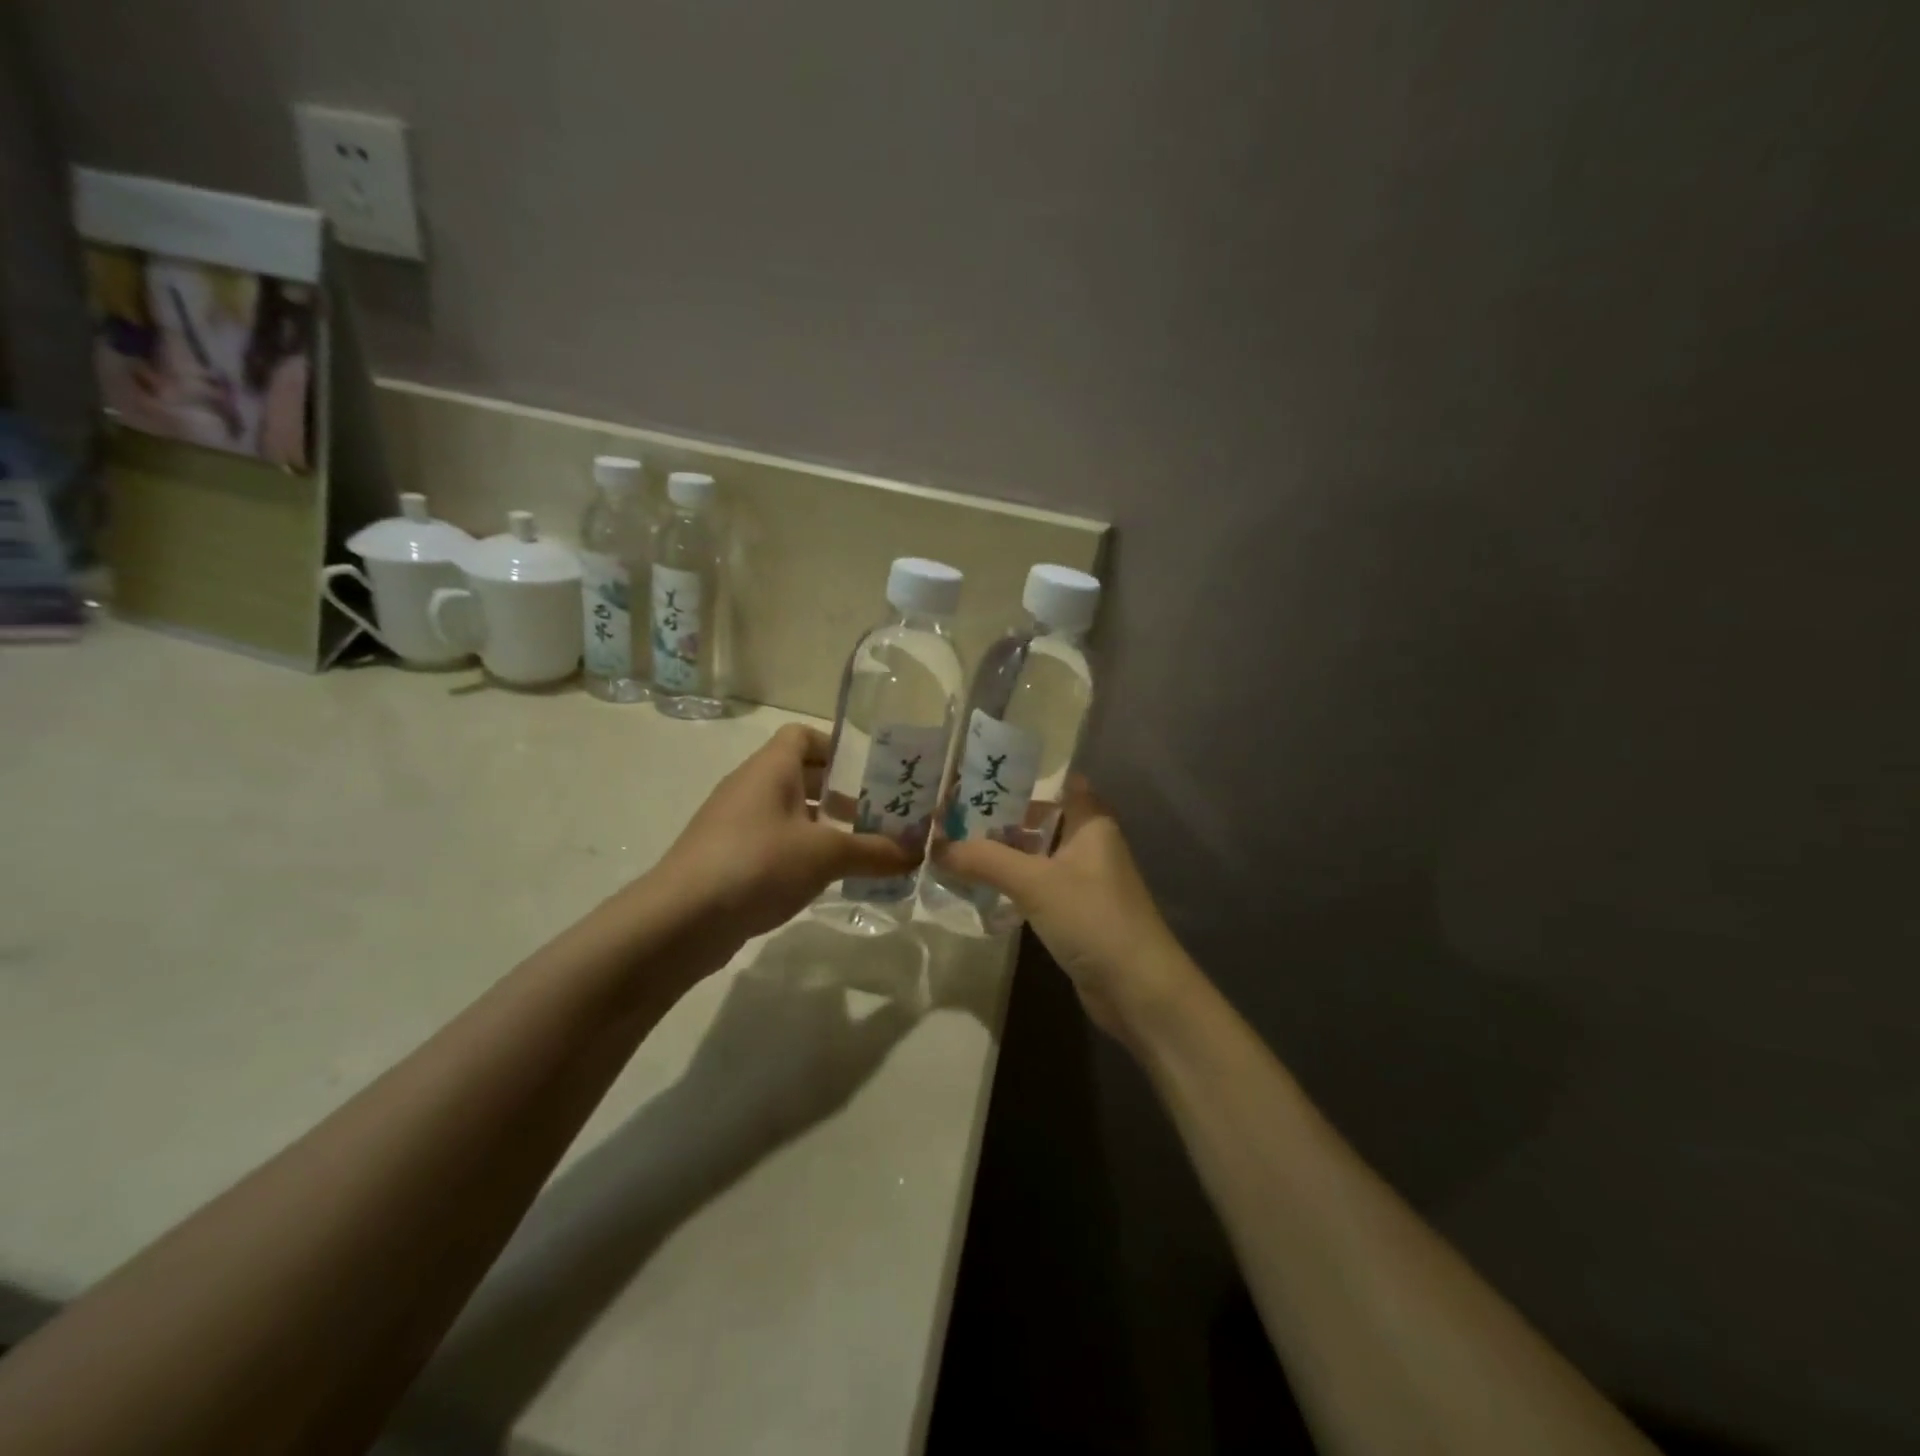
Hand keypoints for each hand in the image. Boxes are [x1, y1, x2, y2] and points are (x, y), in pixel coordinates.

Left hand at [657, 724, 914, 942]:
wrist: (680, 920)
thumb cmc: (758, 864)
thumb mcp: (826, 855)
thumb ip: (875, 852)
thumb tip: (918, 853)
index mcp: (770, 768)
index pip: (803, 736)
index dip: (836, 747)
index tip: (869, 773)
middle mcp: (750, 787)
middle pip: (800, 775)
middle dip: (840, 792)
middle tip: (877, 815)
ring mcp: (734, 824)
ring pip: (787, 812)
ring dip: (822, 826)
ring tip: (859, 850)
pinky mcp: (727, 858)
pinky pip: (773, 842)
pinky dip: (800, 852)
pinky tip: (824, 879)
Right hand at [932, 779, 1196, 1045]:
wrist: (1137, 988)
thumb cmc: (1093, 918)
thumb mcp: (1035, 882)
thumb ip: (985, 860)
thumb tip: (936, 846)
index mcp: (1091, 822)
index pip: (1060, 782)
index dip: (1025, 775)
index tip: (982, 773)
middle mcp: (1090, 844)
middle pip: (1042, 819)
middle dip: (1002, 816)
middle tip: (953, 812)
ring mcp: (1084, 880)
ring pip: (1037, 855)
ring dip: (1003, 852)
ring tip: (955, 846)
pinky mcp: (1076, 912)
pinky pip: (1038, 886)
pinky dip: (1012, 883)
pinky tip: (980, 886)